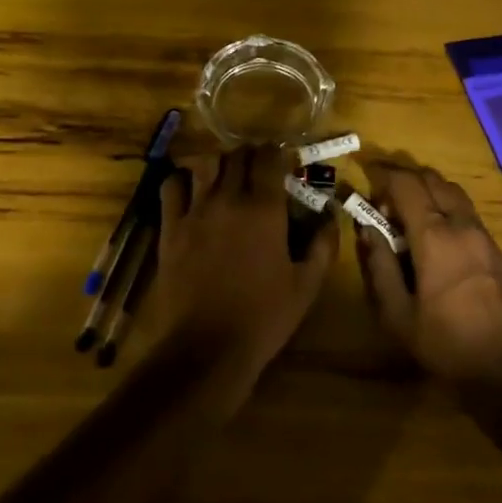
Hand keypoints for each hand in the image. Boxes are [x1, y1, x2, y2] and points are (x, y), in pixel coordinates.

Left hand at [154, 146, 336, 394]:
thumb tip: (331, 215)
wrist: (207, 349)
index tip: (284, 161)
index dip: (278, 153)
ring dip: (219, 163)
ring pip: (206, 163)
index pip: (269, 157)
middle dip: (251, 156)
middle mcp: (229, 199)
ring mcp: (195, 211)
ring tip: (226, 176)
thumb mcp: (306, 286)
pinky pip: (172, 186)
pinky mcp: (170, 227)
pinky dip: (182, 180)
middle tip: (258, 170)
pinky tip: (191, 192)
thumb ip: (323, 245)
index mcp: (264, 209)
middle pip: (238, 155)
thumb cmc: (263, 318)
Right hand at [355, 161, 501, 389]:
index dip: (384, 175)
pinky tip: (434, 230)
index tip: (367, 178)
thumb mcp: (397, 314)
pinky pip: (466, 208)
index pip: (407, 185)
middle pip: (432, 179)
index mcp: (434, 237)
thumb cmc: (445, 343)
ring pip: (452, 190)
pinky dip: (445, 204)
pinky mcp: (496, 247)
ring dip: (427, 189)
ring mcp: (483, 234)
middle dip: (405, 178)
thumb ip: (379, 266)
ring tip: (408, 212)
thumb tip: (367, 229)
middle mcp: (461, 225)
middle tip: (384, 197)